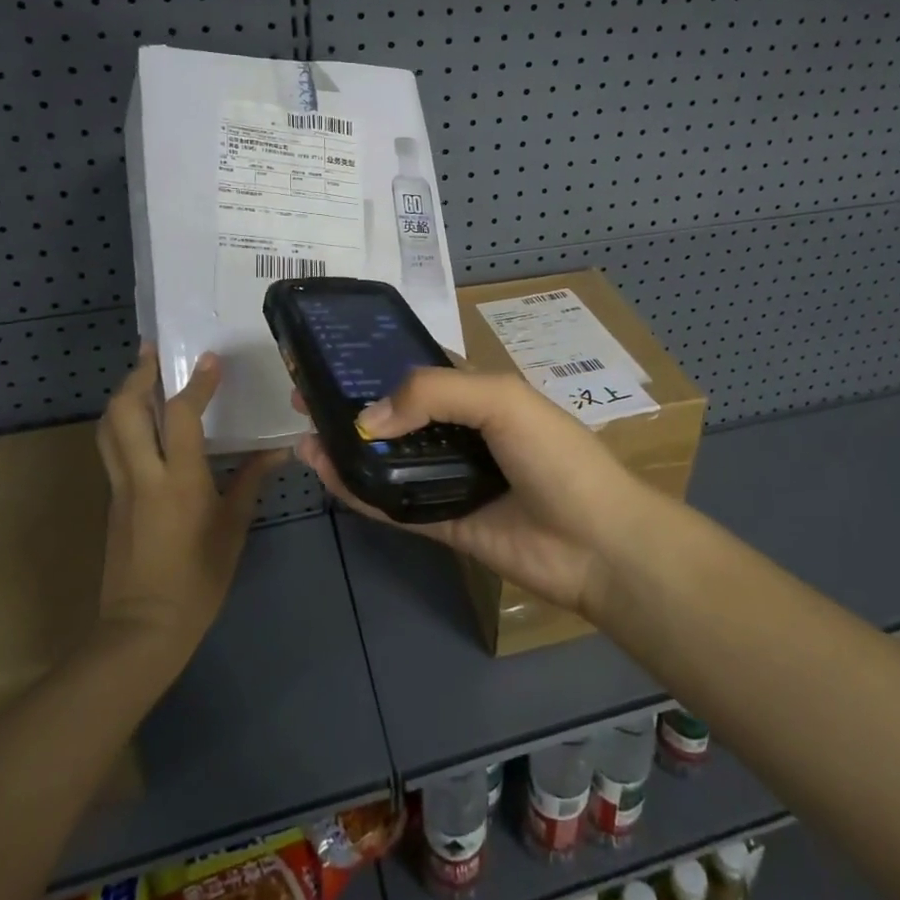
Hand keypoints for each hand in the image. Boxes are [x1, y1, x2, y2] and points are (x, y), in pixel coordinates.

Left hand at [95, 345, 284, 659]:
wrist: (142, 630)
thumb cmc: (198, 579)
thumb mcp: (233, 528)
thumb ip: (252, 481)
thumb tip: (279, 451)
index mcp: (178, 480)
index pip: (181, 416)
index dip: (196, 383)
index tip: (210, 358)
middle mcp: (142, 475)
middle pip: (124, 411)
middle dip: (136, 376)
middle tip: (152, 351)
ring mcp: (120, 488)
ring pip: (108, 428)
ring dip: (123, 395)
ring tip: (141, 375)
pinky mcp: (112, 501)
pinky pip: (112, 449)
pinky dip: (123, 423)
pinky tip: (142, 423)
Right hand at [294, 368, 645, 619]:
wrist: (596, 541)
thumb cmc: (555, 454)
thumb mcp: (500, 399)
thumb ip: (432, 394)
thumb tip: (367, 417)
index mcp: (476, 394)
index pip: (417, 371)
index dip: (376, 363)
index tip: (332, 358)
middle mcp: (458, 433)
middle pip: (394, 415)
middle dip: (351, 405)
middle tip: (303, 398)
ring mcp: (448, 479)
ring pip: (386, 460)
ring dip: (346, 447)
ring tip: (304, 436)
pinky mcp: (442, 522)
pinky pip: (391, 504)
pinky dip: (358, 490)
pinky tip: (326, 474)